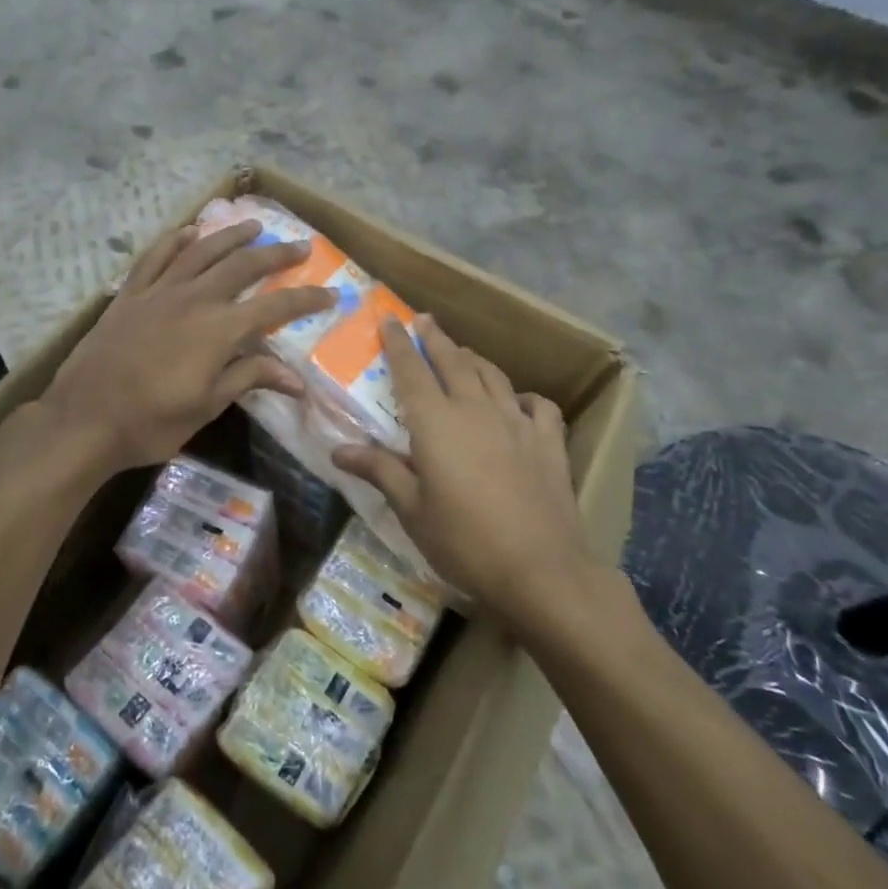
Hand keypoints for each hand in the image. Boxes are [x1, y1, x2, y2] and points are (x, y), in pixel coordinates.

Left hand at [41, 221, 337, 474]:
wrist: (84, 419)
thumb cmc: (150, 422)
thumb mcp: (207, 407)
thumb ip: (249, 379)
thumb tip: (297, 378)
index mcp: (218, 330)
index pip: (274, 308)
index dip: (305, 300)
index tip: (331, 294)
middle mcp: (193, 299)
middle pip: (242, 267)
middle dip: (276, 255)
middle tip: (300, 246)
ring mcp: (158, 292)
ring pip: (201, 252)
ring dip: (231, 236)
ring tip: (253, 225)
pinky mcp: (130, 295)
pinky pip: (156, 257)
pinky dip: (176, 241)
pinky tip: (189, 232)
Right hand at [333, 316, 608, 623]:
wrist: (540, 569)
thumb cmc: (464, 541)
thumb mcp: (412, 510)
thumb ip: (380, 471)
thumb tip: (339, 450)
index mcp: (436, 423)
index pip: (411, 372)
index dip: (398, 344)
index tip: (390, 319)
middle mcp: (476, 410)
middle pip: (454, 361)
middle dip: (436, 338)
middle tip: (424, 320)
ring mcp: (517, 422)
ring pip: (492, 376)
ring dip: (473, 359)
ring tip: (462, 352)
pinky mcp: (549, 441)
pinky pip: (537, 405)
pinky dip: (523, 396)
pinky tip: (519, 402)